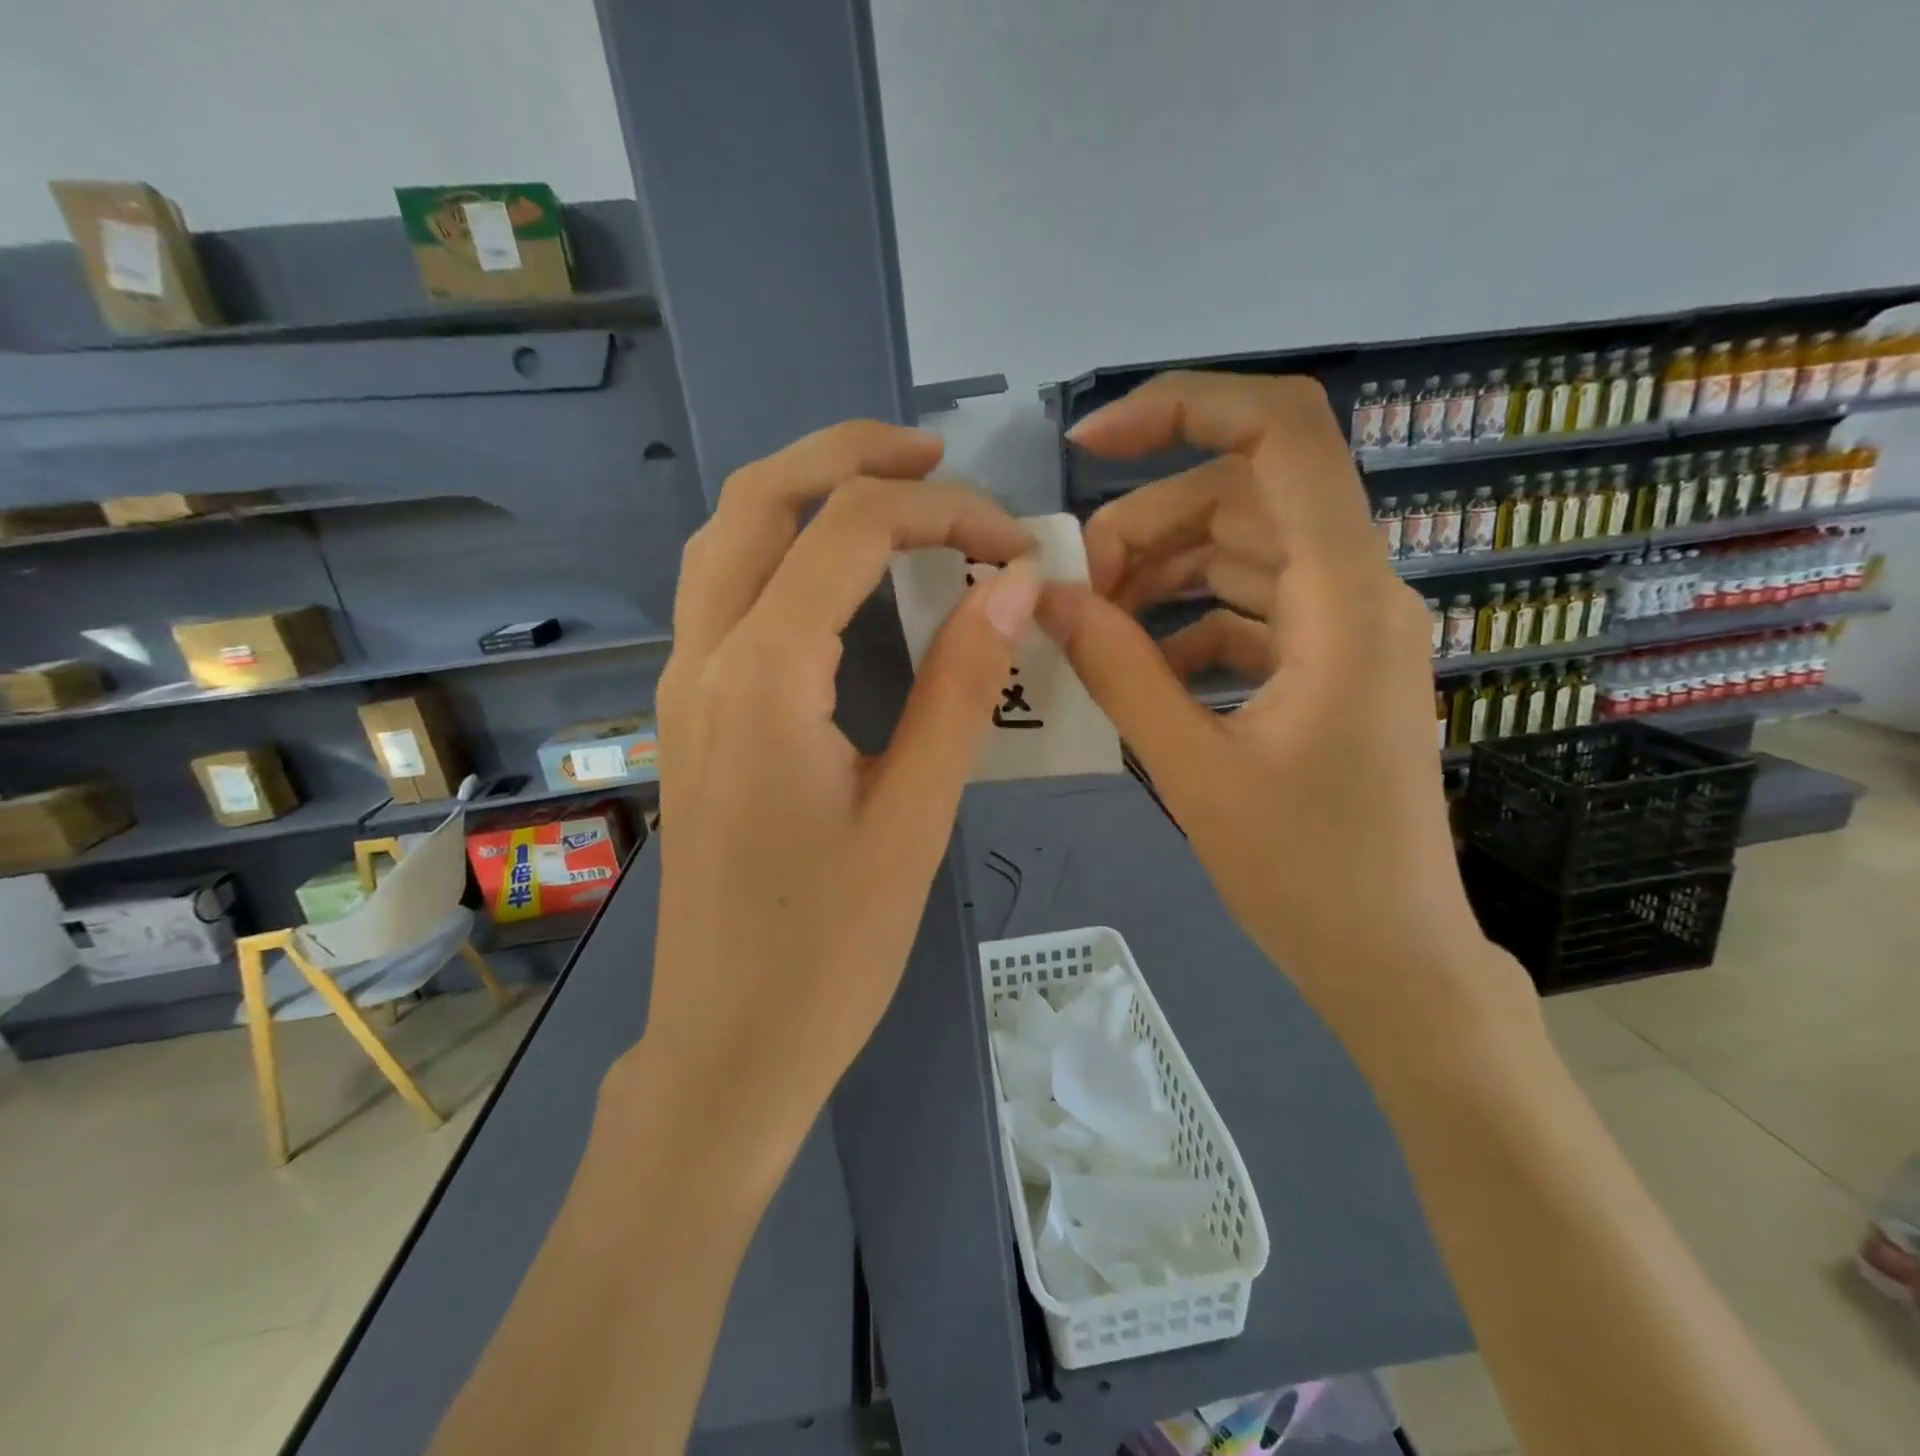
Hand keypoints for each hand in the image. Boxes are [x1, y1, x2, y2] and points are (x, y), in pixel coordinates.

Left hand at [622, 421, 1038, 1175]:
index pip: (847, 530)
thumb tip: (1009, 586)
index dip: (940, 510)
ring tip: (891, 494)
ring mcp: (683, 685)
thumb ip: (960, 688)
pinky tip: (837, 576)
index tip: (1010, 540)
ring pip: (725, 539)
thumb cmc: (829, 950)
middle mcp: (704, 659)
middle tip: (936, 456)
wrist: (727, 1044)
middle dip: (849, 454)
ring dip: (804, 493)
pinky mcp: (690, 716)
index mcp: (763, 678)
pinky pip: (722, 592)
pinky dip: (779, 549)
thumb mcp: (914, 817)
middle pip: (758, 499)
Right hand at [1039, 372, 1528, 1055]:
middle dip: (1148, 522)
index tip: (1092, 444)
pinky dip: (1192, 623)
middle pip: (1245, 496)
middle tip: (1078, 586)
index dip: (1186, 408)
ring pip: (1246, 552)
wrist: (1392, 960)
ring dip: (1165, 572)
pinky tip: (1145, 670)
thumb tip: (1048, 598)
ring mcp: (1348, 630)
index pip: (1283, 434)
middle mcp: (1359, 592)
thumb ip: (1118, 670)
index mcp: (1344, 599)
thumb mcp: (1193, 768)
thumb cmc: (1306, 874)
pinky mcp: (1331, 669)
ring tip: (1098, 623)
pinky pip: (1253, 611)